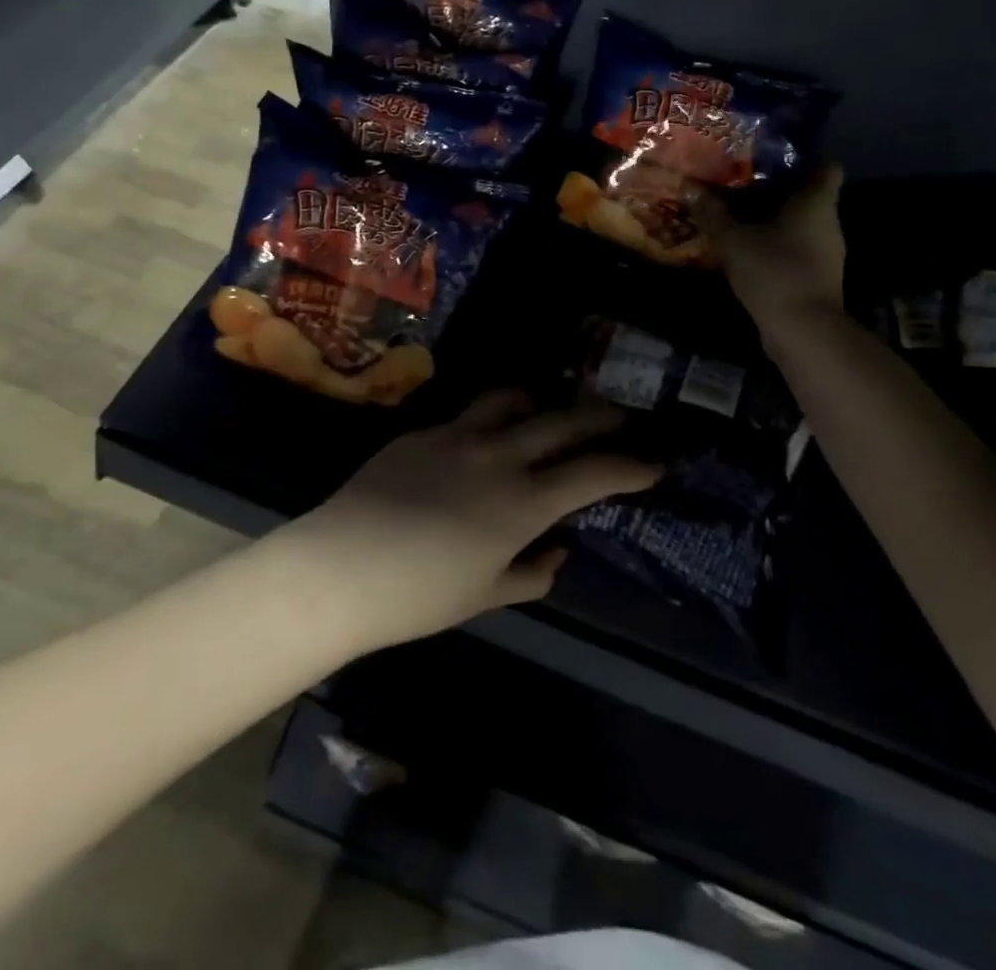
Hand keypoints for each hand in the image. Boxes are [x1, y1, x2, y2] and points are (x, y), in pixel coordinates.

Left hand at [274, 392, 656, 652]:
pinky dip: (493, 415)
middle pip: (563, 420)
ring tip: (553, 407)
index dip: (632, 466)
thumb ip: (531, 571)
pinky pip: (468, 413)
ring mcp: (457, 435)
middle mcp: (498, 455)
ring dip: (543, 399)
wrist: (340, 566)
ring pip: (513, 398)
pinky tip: (488, 431)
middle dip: (602, 416)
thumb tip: (558, 549)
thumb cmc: (419, 596)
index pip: (593, 473)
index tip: (655, 463)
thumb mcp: (486, 594)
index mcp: (522, 502)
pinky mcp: (422, 430)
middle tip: (622, 417)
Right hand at [721, 163, 845, 332]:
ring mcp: (825, 252)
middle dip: (776, 189)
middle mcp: (827, 222)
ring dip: (772, 219)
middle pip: (807, 195)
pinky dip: (774, 245)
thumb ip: (712, 211)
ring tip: (737, 215)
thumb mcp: (733, 238)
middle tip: (740, 184)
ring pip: (799, 224)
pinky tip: (746, 248)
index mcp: (816, 202)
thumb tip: (689, 185)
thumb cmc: (773, 270)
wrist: (802, 329)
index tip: (771, 158)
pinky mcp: (816, 276)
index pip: (826, 166)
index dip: (802, 158)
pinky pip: (794, 248)